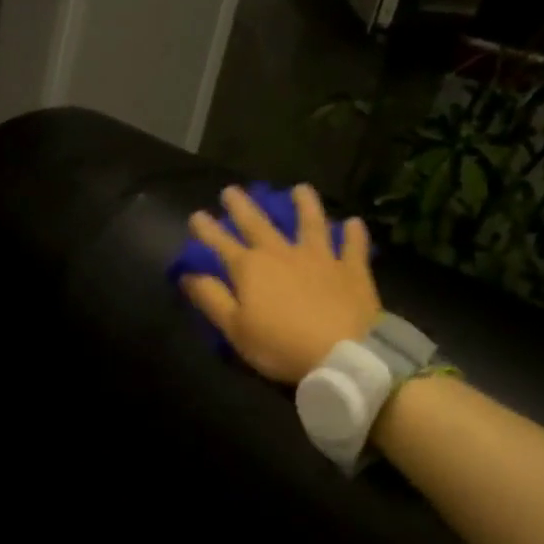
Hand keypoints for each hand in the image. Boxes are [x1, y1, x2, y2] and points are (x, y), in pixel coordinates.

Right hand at [181, 184, 383, 385]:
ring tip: (300, 189)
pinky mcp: (351, 270)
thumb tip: (188, 275)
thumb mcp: (235, 328)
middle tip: (231, 190)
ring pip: (311, 224)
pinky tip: (355, 222)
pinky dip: (354, 234)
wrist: (342, 354)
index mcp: (250, 268)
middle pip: (258, 224)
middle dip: (242, 206)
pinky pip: (353, 246)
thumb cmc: (280, 345)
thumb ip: (211, 298)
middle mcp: (282, 253)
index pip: (221, 243)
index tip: (196, 214)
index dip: (207, 229)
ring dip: (304, 204)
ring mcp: (320, 258)